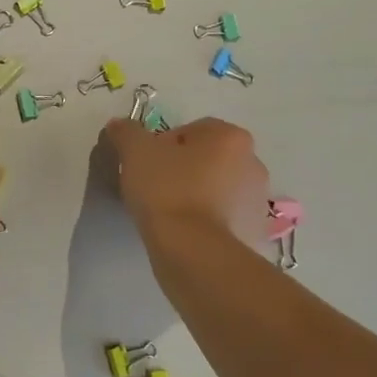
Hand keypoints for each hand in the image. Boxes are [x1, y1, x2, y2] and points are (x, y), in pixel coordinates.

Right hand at [101, 116, 270, 249]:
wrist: (194, 252)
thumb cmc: (167, 191)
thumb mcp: (136, 152)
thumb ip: (127, 132)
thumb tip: (119, 125)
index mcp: (231, 137)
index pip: (191, 131)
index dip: (163, 145)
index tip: (146, 165)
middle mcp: (253, 163)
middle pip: (208, 159)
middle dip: (184, 169)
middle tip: (154, 187)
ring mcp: (257, 201)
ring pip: (218, 189)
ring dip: (198, 196)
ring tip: (169, 214)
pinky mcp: (254, 233)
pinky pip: (224, 219)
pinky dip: (208, 222)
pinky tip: (185, 233)